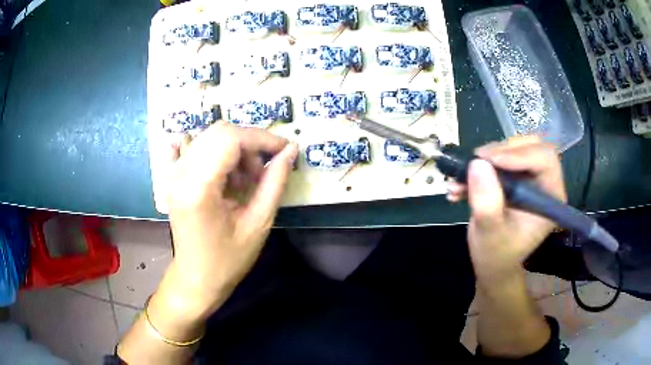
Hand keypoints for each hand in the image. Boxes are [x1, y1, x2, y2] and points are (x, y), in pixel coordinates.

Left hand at [165, 122, 297, 314]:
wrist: (196, 277)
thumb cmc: (228, 259)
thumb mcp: (258, 224)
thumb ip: (274, 183)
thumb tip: (290, 151)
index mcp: (199, 187)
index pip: (231, 139)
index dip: (262, 138)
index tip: (285, 150)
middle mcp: (181, 173)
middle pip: (219, 132)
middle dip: (249, 144)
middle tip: (262, 172)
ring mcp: (174, 173)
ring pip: (209, 137)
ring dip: (234, 150)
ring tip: (244, 181)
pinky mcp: (173, 177)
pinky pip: (192, 147)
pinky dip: (212, 150)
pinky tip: (221, 168)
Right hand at [448, 137, 565, 286]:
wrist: (492, 264)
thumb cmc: (496, 255)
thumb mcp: (490, 234)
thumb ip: (487, 204)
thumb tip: (478, 164)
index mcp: (551, 197)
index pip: (545, 159)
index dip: (518, 154)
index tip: (488, 160)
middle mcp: (545, 183)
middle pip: (531, 146)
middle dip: (502, 151)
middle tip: (476, 161)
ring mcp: (531, 179)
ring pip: (514, 148)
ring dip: (486, 158)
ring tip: (461, 177)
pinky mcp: (516, 177)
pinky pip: (501, 157)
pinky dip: (479, 167)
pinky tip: (460, 183)